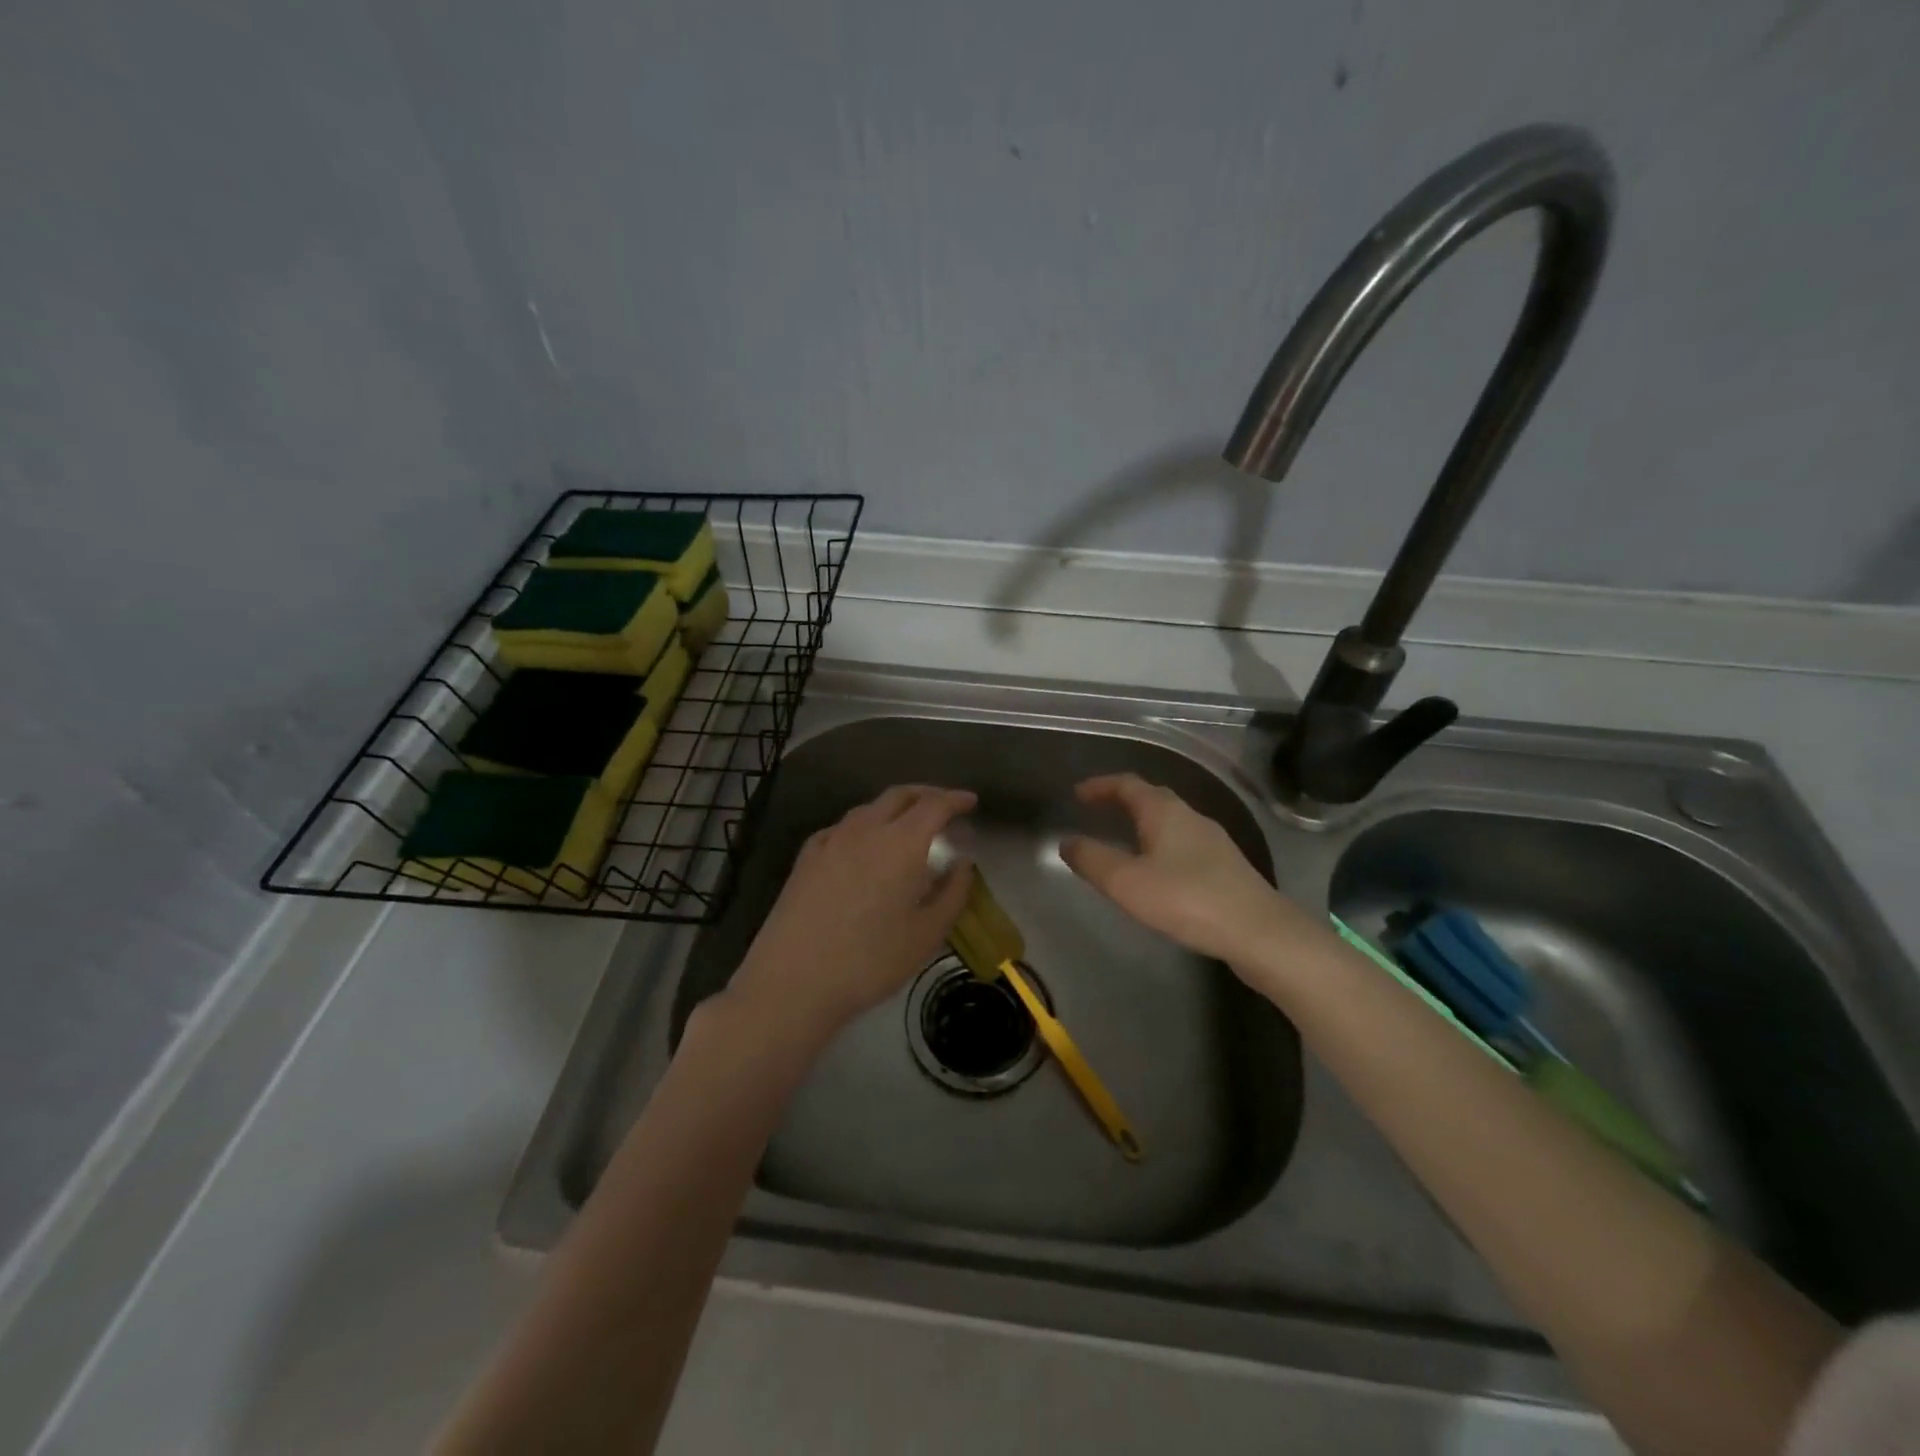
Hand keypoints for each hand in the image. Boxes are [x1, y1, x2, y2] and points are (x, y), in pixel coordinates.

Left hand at [724, 784, 976, 1043]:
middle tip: (944, 808)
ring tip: (908, 827)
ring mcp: (831, 839)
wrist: (793, 981)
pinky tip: (865, 847)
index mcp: (901, 843)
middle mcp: (866, 829)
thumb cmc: (870, 961)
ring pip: (870, 808)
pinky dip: (866, 825)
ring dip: (895, 808)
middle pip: (900, 795)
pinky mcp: (807, 856)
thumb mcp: (927, 934)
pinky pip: (844, 827)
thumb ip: (953, 892)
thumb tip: (963, 863)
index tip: (971, 802)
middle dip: (927, 794)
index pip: (935, 804)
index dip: (956, 799)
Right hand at [1060, 773, 1297, 966]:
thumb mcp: (1126, 882)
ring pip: (1170, 820)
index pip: (1127, 784)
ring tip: (1122, 840)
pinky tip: (1158, 871)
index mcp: (1164, 811)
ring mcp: (1213, 841)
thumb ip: (1092, 860)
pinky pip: (1183, 842)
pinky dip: (1161, 844)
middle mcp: (1190, 816)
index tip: (1078, 793)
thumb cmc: (1186, 899)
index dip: (1100, 786)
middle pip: (1151, 797)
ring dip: (1143, 822)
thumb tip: (1067, 842)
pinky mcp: (1226, 866)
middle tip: (1097, 811)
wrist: (1259, 932)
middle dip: (1121, 800)